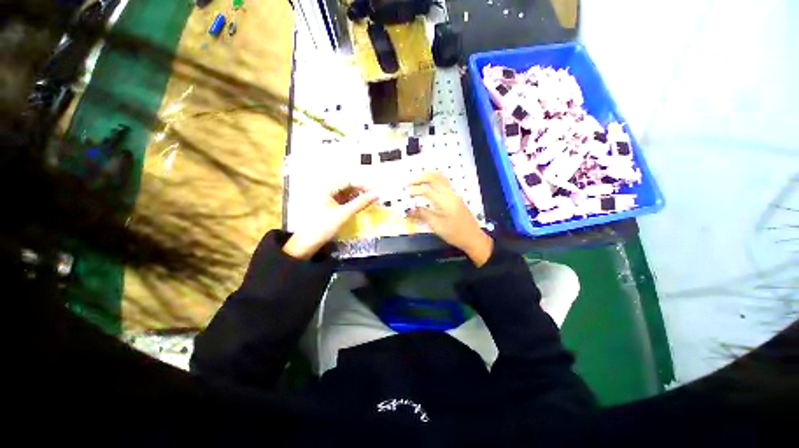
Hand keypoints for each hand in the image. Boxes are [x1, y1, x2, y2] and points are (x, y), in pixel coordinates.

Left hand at [284, 183, 377, 259]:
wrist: (306, 244)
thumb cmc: (323, 226)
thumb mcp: (344, 214)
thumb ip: (361, 203)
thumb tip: (377, 194)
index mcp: (326, 187)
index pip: (349, 181)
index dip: (363, 185)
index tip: (376, 190)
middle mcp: (324, 190)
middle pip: (347, 186)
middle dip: (361, 191)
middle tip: (374, 197)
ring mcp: (324, 198)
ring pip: (345, 194)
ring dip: (357, 197)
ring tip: (369, 202)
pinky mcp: (326, 207)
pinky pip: (341, 201)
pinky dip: (351, 203)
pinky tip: (359, 207)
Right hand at [407, 172, 492, 266]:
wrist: (473, 237)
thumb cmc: (455, 233)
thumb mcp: (437, 225)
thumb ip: (422, 214)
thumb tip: (408, 209)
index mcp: (445, 200)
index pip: (426, 189)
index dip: (414, 190)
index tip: (406, 194)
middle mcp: (450, 193)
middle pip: (434, 177)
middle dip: (420, 178)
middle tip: (409, 183)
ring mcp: (454, 194)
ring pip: (440, 177)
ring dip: (427, 177)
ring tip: (416, 182)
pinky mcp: (455, 197)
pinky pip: (443, 183)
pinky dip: (433, 181)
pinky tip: (427, 186)